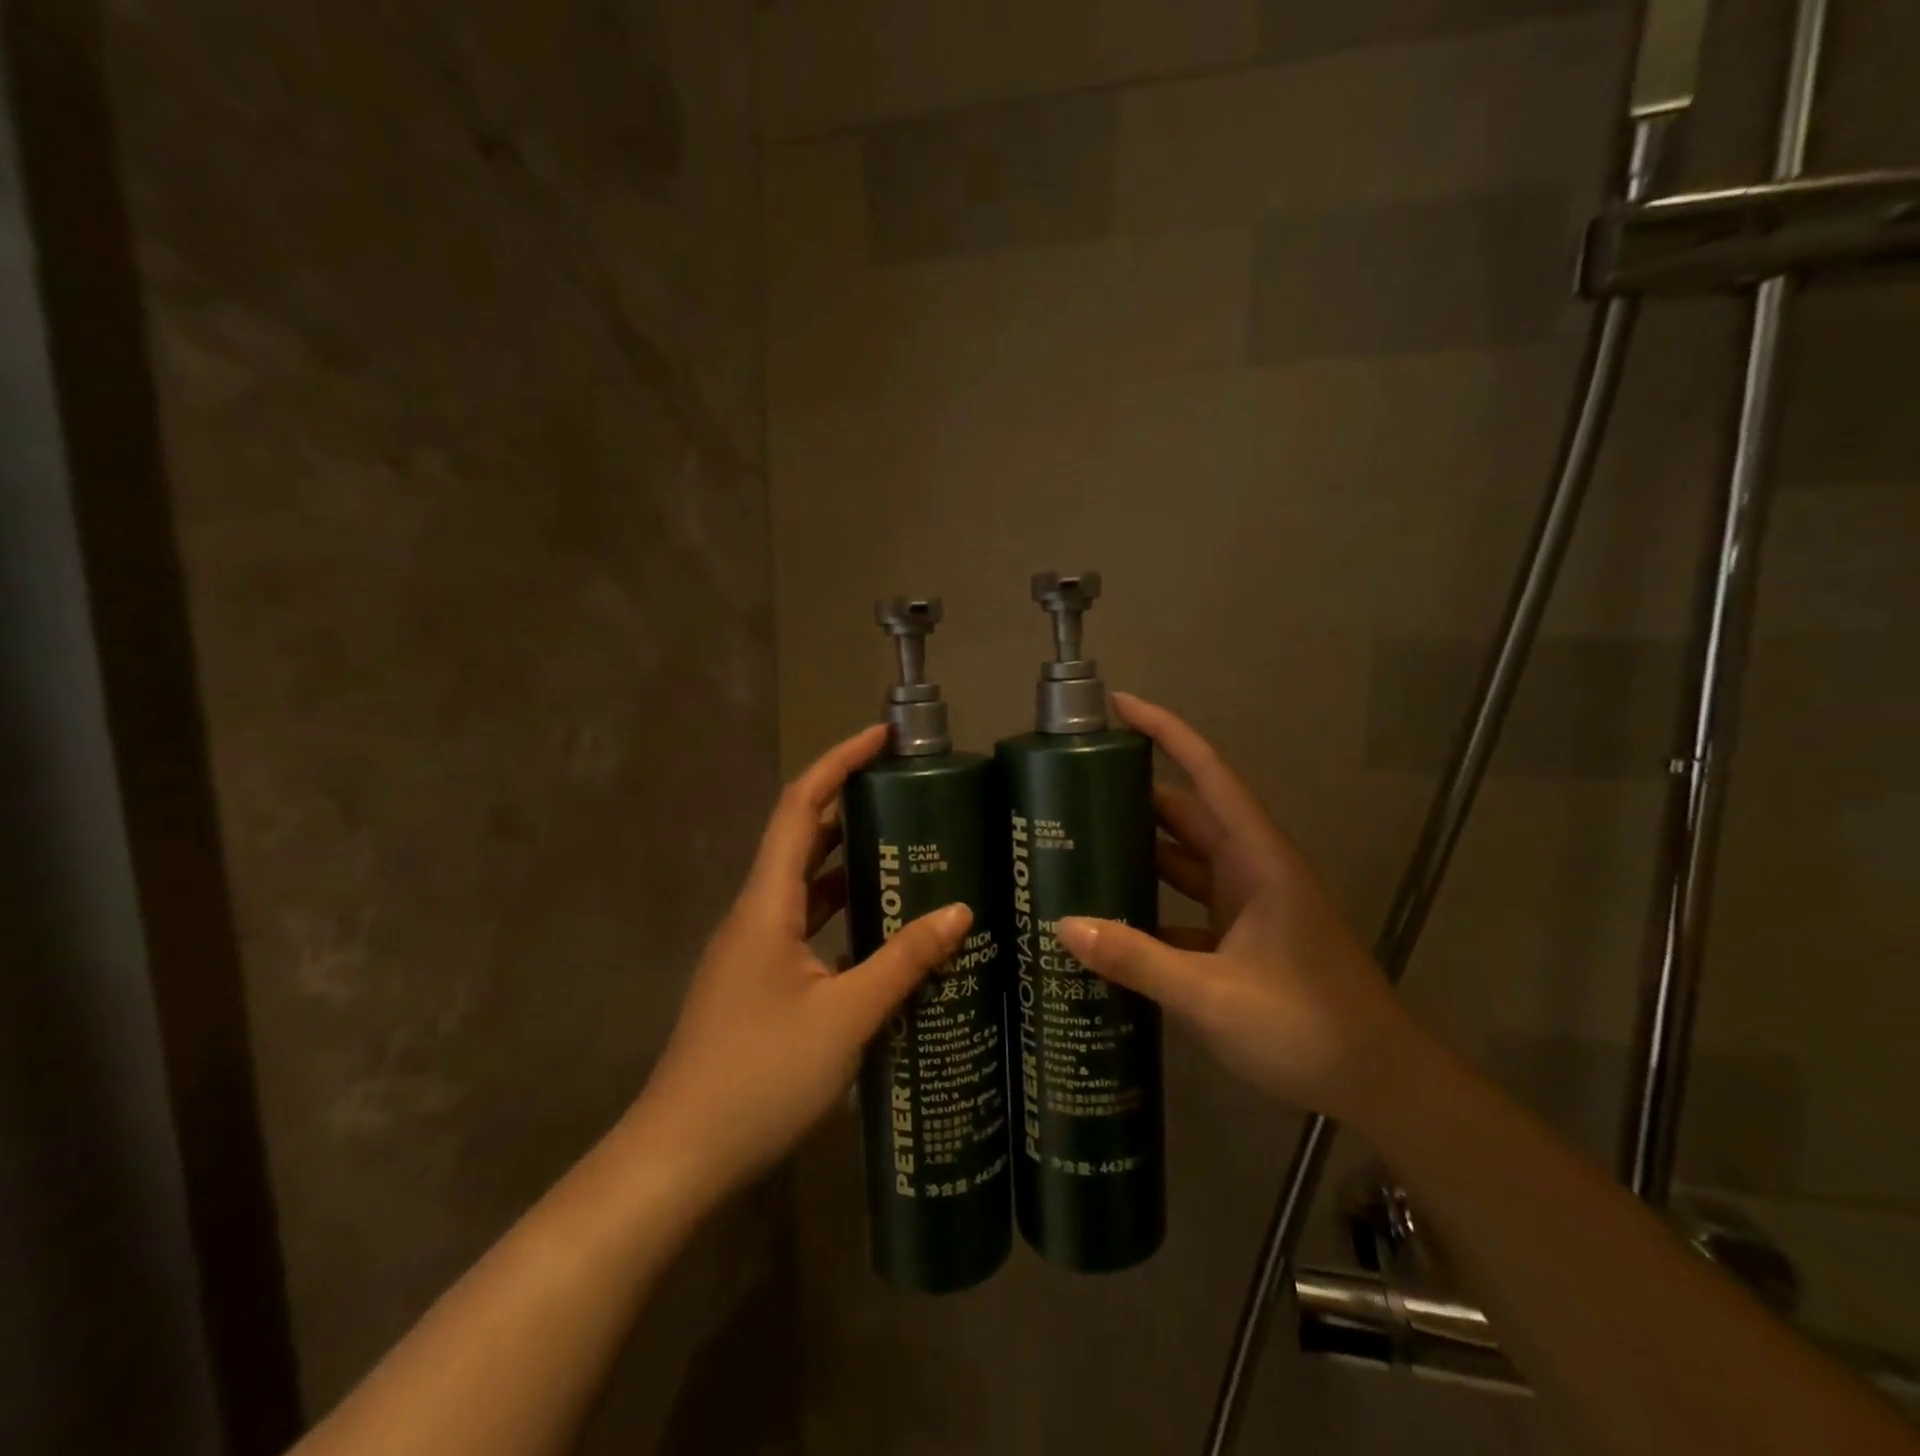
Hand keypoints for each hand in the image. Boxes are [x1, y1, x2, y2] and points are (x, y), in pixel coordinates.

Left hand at [628, 726, 971, 1205]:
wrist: (678, 1158)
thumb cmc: (758, 1077)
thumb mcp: (845, 1017)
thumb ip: (903, 961)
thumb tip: (960, 912)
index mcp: (766, 903)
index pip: (801, 806)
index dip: (839, 762)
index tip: (884, 738)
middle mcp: (755, 914)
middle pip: (803, 838)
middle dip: (851, 806)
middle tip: (911, 796)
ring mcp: (754, 950)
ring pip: (806, 886)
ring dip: (851, 863)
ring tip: (910, 852)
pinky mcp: (760, 982)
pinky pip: (807, 926)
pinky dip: (843, 913)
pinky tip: (883, 932)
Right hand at [1056, 693, 1416, 1124]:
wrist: (1381, 1085)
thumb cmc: (1307, 1026)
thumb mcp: (1211, 994)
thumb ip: (1136, 960)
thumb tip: (1063, 926)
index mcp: (1257, 858)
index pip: (1207, 772)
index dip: (1165, 731)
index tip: (1117, 706)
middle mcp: (1251, 868)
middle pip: (1186, 812)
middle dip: (1132, 794)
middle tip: (1068, 789)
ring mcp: (1247, 904)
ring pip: (1183, 859)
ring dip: (1138, 850)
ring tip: (1074, 845)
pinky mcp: (1240, 938)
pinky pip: (1184, 905)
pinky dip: (1149, 905)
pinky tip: (1107, 919)